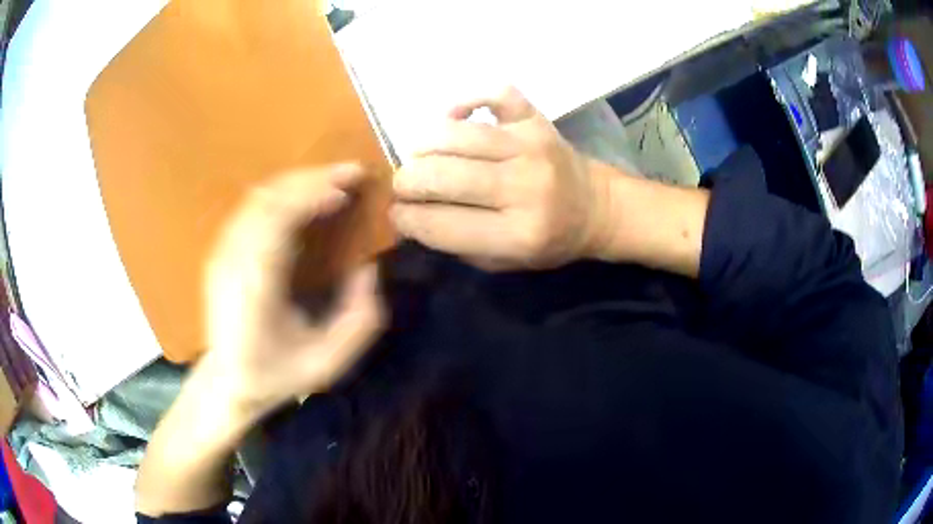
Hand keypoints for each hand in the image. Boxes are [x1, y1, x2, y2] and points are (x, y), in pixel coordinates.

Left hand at [203, 164, 384, 420]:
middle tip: (350, 172)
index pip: (279, 220)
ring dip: (297, 182)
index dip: (313, 195)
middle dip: (311, 178)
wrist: (228, 382)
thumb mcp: (329, 362)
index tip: (347, 190)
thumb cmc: (276, 374)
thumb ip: (360, 319)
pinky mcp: (220, 252)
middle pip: (268, 198)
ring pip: (258, 197)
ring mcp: (221, 253)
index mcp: (256, 286)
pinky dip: (280, 194)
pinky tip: (302, 198)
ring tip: (331, 181)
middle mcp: (233, 260)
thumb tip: (369, 269)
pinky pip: (250, 208)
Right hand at [391, 87, 604, 270]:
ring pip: (455, 134)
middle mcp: (524, 187)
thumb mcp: (503, 262)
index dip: (405, 218)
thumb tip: (408, 215)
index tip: (396, 213)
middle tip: (404, 185)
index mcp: (517, 234)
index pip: (439, 223)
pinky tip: (456, 116)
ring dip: (423, 145)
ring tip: (420, 156)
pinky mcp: (537, 120)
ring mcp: (531, 146)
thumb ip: (455, 243)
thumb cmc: (549, 241)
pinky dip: (466, 99)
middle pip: (441, 176)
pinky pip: (494, 94)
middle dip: (406, 181)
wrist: (597, 208)